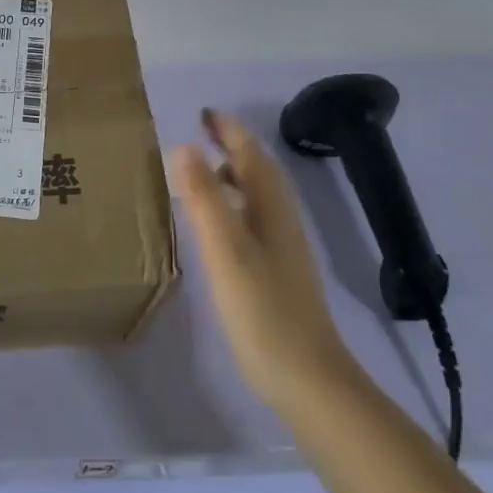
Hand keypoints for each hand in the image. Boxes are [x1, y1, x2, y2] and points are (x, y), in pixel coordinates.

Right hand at [172, 109, 351, 416]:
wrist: (308, 379)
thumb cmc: (263, 310)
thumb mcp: (225, 250)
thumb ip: (205, 199)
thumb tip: (185, 148)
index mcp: (271, 209)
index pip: (250, 156)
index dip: (229, 131)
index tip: (205, 113)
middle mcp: (281, 221)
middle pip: (259, 172)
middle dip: (233, 147)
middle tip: (201, 134)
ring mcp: (283, 249)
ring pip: (258, 197)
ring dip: (234, 176)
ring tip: (202, 172)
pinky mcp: (277, 273)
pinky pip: (254, 220)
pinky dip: (234, 205)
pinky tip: (217, 226)